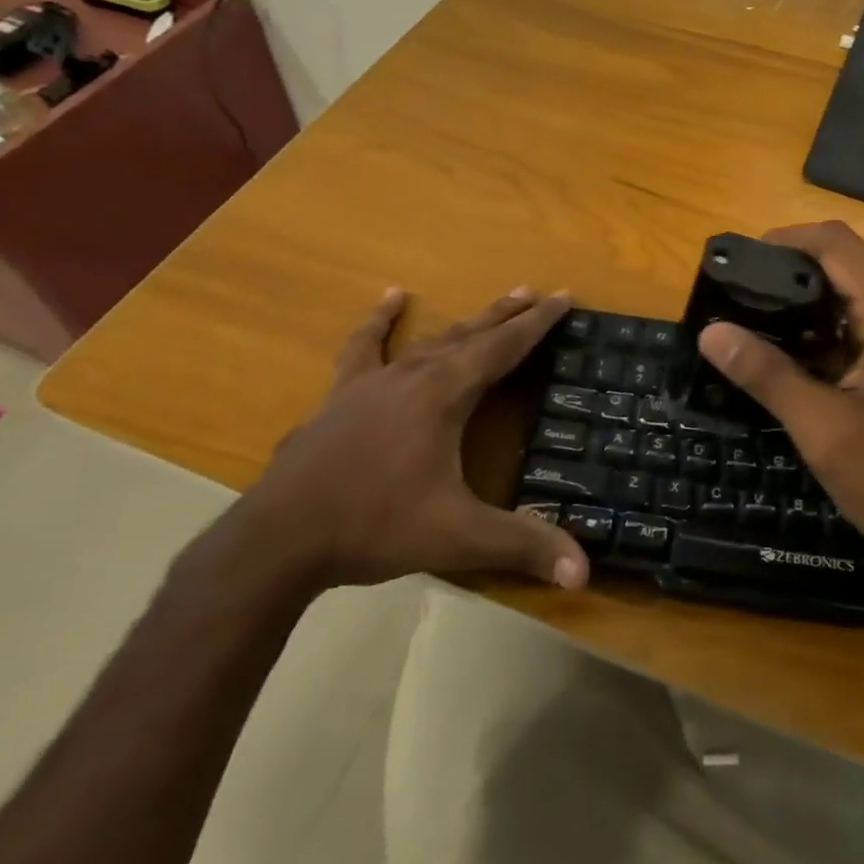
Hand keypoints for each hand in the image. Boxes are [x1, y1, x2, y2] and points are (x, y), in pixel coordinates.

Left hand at [241, 286, 589, 592]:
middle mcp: (413, 375)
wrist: (278, 539)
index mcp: (444, 394)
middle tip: (536, 293)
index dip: (537, 323)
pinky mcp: (342, 395)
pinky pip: (366, 347)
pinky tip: (391, 297)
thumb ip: (522, 545)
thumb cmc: (374, 526)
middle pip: (471, 335)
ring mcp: (373, 382)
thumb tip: (584, 570)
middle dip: (508, 316)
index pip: (504, 348)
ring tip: (492, 303)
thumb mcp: (457, 537)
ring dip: (466, 321)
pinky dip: (380, 320)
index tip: (563, 296)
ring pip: (431, 340)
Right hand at [696, 222, 863, 585]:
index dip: (786, 239)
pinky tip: (784, 357)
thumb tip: (711, 331)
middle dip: (788, 273)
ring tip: (749, 323)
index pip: (837, 243)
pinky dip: (821, 332)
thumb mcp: (824, 430)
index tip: (740, 263)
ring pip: (850, 295)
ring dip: (803, 304)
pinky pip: (859, 326)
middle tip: (736, 298)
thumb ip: (767, 374)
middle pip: (844, 263)